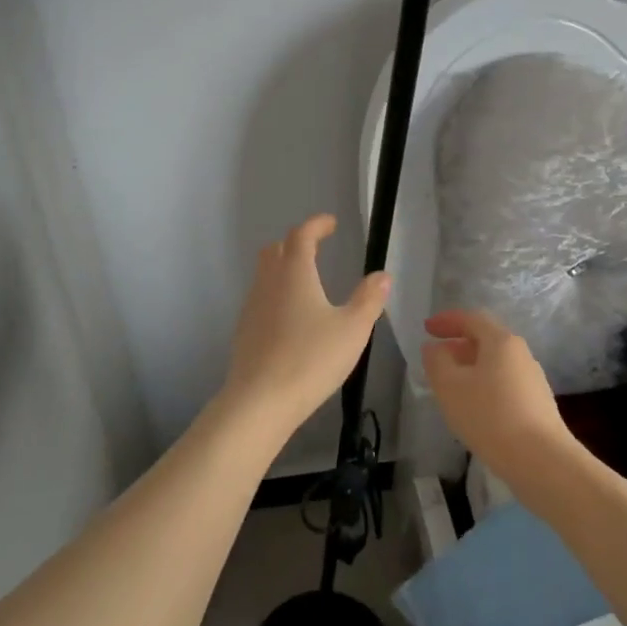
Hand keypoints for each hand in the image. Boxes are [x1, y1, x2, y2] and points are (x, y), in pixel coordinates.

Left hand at [220, 215, 389, 442]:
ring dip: (284, 269)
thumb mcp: (352, 329)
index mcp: (294, 273)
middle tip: (317, 249)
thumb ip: (369, 299)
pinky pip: (261, 300)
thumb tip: (382, 275)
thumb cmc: (311, 359)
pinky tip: (292, 318)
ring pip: (265, 275)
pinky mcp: (244, 332)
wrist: (260, 401)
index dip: (316, 225)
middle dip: (296, 243)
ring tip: (307, 283)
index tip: (331, 223)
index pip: (301, 235)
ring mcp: (252, 307)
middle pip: (276, 250)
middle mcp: (268, 283)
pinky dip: (277, 295)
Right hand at [422, 309, 577, 487]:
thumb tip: (434, 348)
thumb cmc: (490, 416)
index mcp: (501, 341)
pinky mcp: (537, 404)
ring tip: (451, 386)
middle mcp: (521, 354)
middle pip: (486, 339)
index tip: (426, 328)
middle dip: (458, 345)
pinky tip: (474, 408)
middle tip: (436, 358)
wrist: (542, 462)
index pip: (472, 318)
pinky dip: (484, 385)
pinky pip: (504, 383)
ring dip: (471, 367)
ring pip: (495, 363)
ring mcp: (533, 380)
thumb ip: (436, 361)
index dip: (447, 320)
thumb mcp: (450, 387)